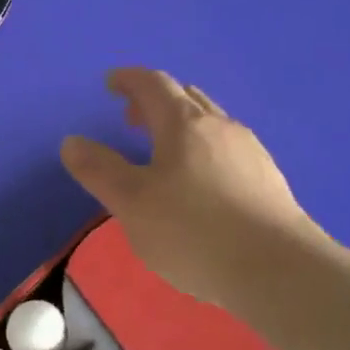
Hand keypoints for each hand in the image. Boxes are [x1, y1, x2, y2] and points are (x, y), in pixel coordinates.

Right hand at [60, 69, 315, 311]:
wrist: (278, 270)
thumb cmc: (194, 230)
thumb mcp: (131, 202)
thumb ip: (99, 170)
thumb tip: (72, 141)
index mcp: (184, 124)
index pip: (153, 84)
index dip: (129, 79)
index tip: (111, 83)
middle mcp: (221, 127)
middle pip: (186, 98)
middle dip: (154, 101)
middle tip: (131, 118)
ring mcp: (251, 152)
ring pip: (210, 123)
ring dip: (181, 126)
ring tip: (163, 152)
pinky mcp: (268, 181)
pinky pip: (227, 150)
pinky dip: (203, 150)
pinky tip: (200, 184)